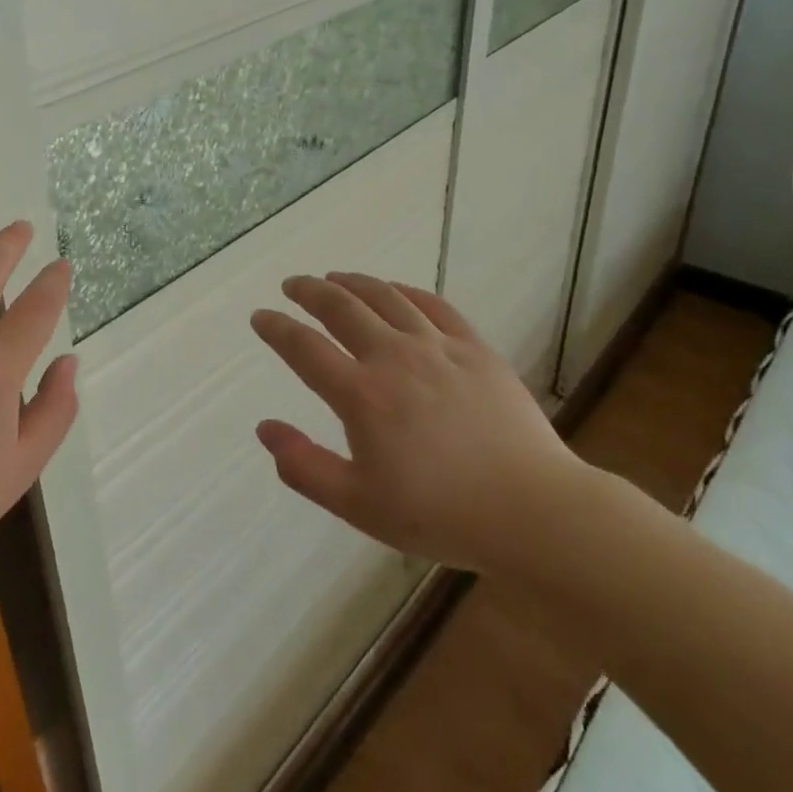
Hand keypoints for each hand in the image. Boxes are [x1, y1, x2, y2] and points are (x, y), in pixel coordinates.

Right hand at [250, 273, 586, 580]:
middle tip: (293, 285)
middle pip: (341, 307)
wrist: (532, 511)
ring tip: (335, 277)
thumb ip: (304, 467)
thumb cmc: (439, 514)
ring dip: (353, 282)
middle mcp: (393, 357)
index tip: (260, 316)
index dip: (276, 328)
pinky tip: (395, 290)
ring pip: (385, 297)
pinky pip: (434, 305)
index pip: (304, 348)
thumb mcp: (358, 505)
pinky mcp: (474, 348)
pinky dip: (406, 291)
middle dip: (310, 291)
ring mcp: (437, 347)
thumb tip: (265, 428)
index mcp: (361, 395)